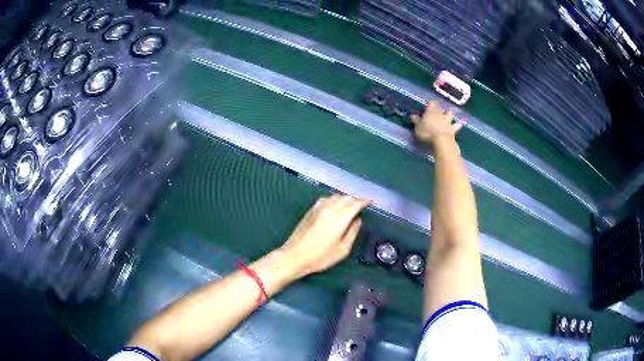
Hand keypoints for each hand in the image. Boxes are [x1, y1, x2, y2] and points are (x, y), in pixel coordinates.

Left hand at [280, 195, 370, 277]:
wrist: (294, 256)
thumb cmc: (320, 257)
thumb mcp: (342, 250)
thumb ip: (353, 232)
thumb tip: (358, 220)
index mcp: (339, 218)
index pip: (355, 203)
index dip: (364, 201)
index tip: (370, 203)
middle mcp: (329, 208)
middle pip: (346, 197)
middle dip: (355, 200)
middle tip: (361, 207)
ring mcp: (318, 208)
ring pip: (335, 196)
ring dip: (345, 199)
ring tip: (349, 207)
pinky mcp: (310, 210)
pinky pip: (326, 199)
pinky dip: (334, 200)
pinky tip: (335, 208)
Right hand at [411, 100, 461, 143]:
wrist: (441, 141)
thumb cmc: (427, 132)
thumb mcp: (417, 127)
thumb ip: (416, 120)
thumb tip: (412, 115)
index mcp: (431, 111)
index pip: (431, 102)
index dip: (430, 103)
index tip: (428, 104)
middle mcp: (440, 113)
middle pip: (441, 107)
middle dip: (439, 107)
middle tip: (437, 109)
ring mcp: (448, 121)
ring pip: (449, 114)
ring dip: (448, 113)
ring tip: (448, 114)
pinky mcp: (453, 129)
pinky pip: (456, 126)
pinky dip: (457, 125)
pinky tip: (459, 124)